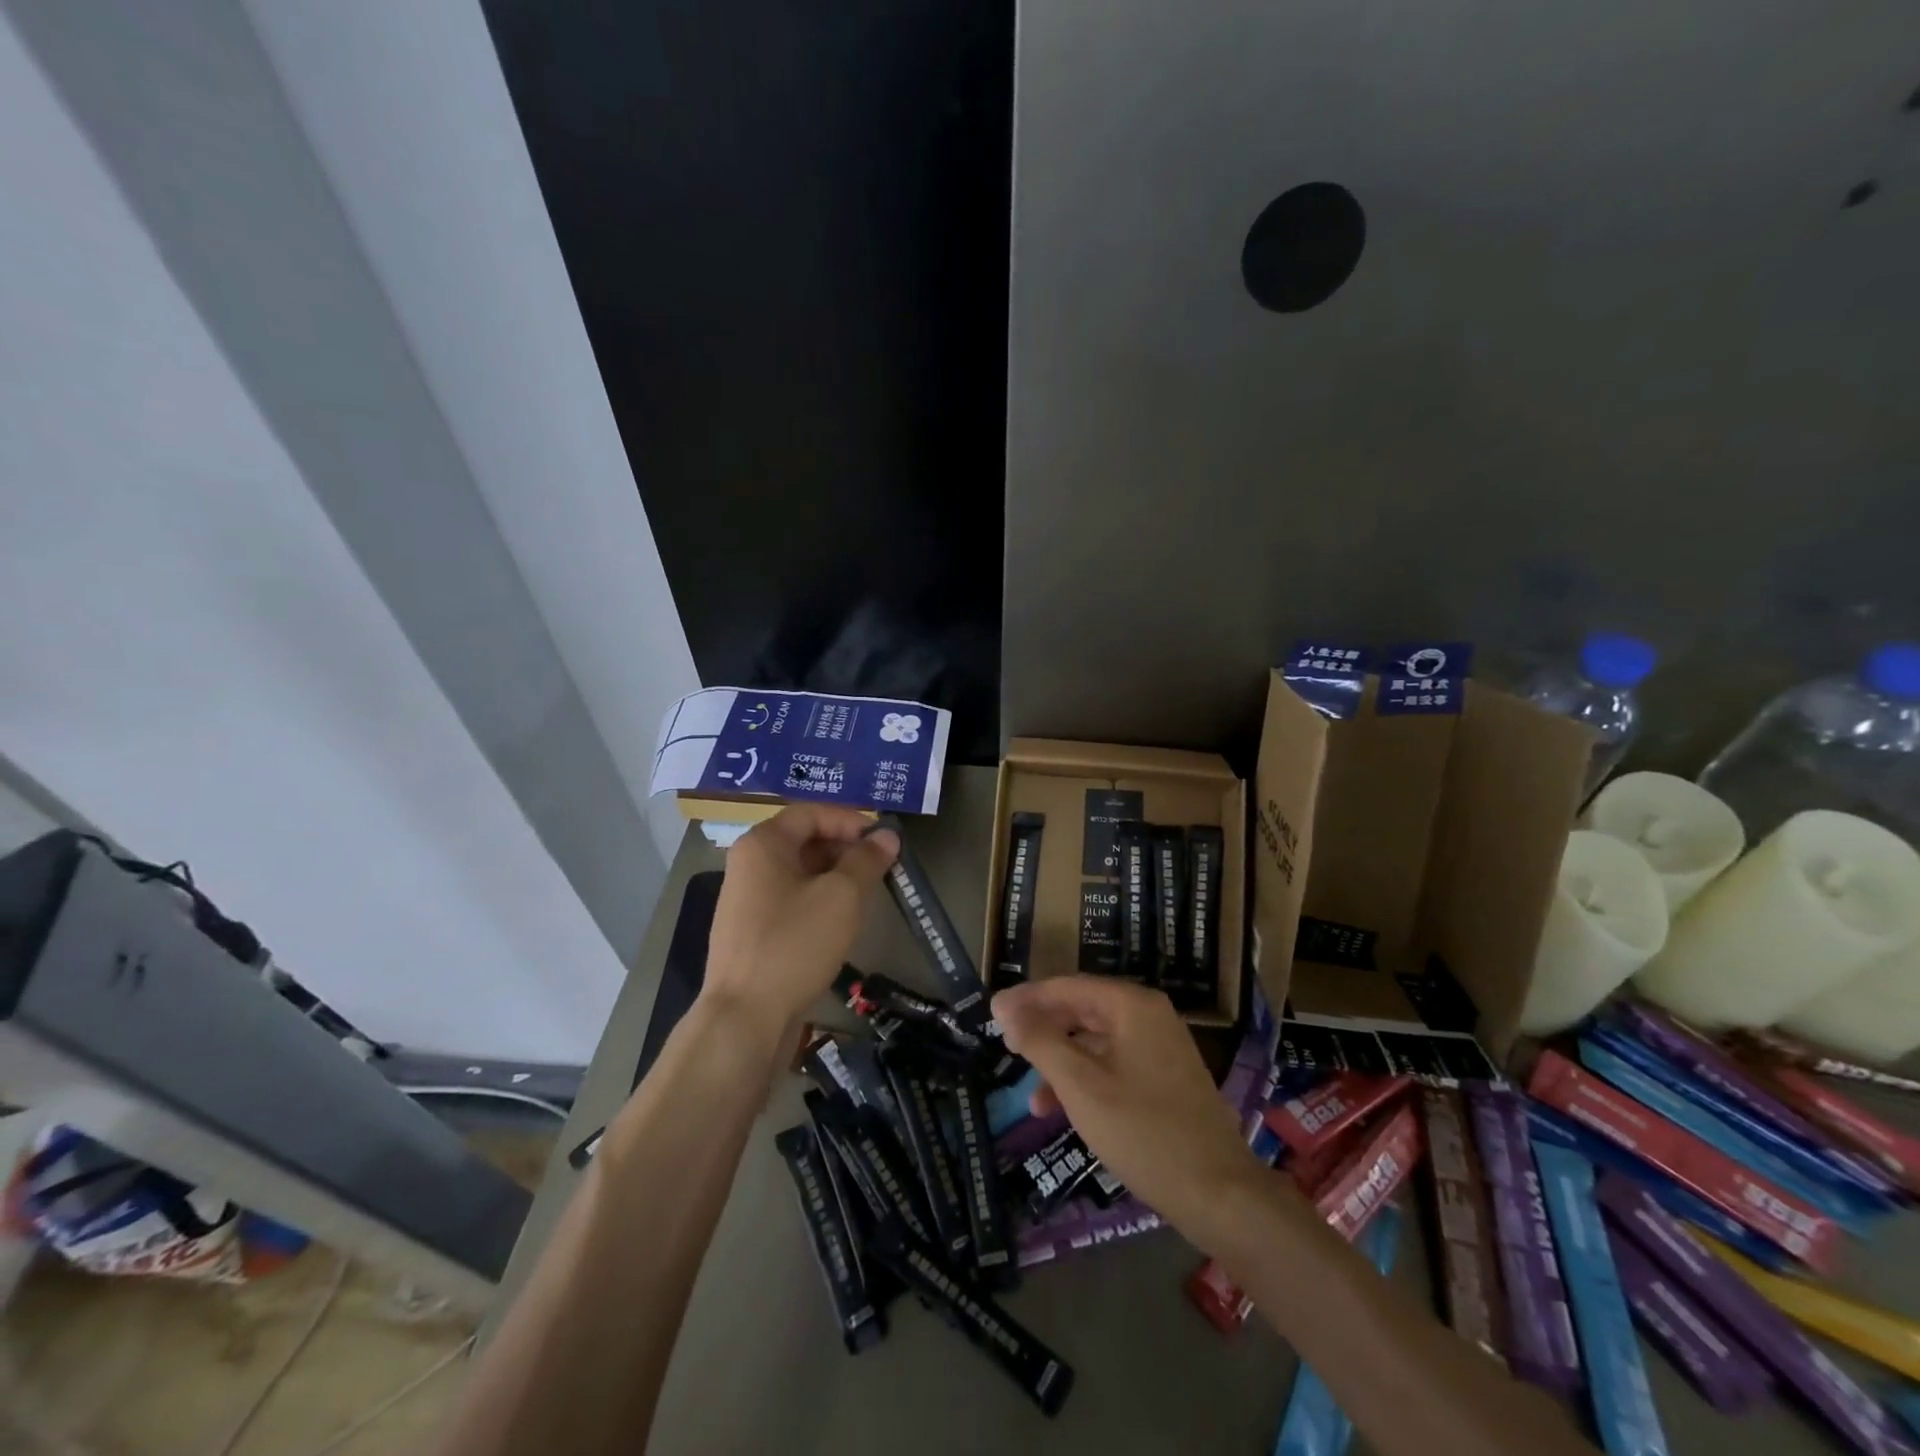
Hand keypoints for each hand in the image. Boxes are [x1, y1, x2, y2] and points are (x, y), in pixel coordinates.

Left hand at [703, 805, 899, 1035]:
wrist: (744, 1017)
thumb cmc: (794, 943)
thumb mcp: (842, 896)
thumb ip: (867, 860)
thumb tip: (887, 837)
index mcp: (763, 844)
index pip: (811, 813)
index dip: (850, 821)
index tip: (883, 840)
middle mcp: (749, 864)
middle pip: (805, 841)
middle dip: (846, 850)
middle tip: (882, 868)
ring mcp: (747, 900)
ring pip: (801, 874)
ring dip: (836, 877)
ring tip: (868, 895)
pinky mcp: (752, 932)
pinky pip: (792, 901)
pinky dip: (820, 902)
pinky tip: (842, 923)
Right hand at [992, 976, 1263, 1234]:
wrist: (1219, 1193)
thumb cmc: (1143, 1131)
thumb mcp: (1080, 1085)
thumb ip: (1040, 1041)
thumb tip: (1005, 1006)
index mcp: (1131, 1006)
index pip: (1067, 987)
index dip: (1026, 999)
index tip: (992, 1014)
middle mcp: (1148, 1015)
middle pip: (1082, 1010)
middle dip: (1042, 1030)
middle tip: (1006, 1048)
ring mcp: (1160, 1047)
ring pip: (1096, 1041)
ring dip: (1061, 1062)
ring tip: (1031, 1096)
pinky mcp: (1165, 1077)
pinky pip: (1114, 1063)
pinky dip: (1086, 1079)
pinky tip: (1064, 1109)